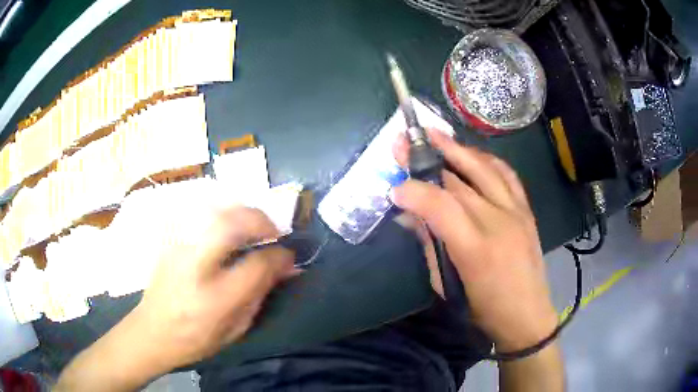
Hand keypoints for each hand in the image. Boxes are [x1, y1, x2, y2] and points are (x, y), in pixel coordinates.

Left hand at [133, 207, 298, 368]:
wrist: (151, 331)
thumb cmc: (196, 339)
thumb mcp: (235, 329)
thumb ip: (260, 295)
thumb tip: (285, 268)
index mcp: (215, 299)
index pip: (256, 264)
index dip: (279, 256)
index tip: (289, 256)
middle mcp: (195, 267)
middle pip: (232, 224)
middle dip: (260, 220)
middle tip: (273, 231)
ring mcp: (179, 248)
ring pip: (214, 210)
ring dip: (241, 212)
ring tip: (251, 227)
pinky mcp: (170, 240)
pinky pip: (199, 213)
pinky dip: (221, 213)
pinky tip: (227, 226)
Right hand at [392, 129, 557, 351]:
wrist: (527, 315)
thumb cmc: (483, 310)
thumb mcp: (448, 286)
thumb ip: (430, 245)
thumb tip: (409, 216)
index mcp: (475, 249)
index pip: (440, 206)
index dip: (414, 192)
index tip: (394, 189)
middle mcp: (499, 222)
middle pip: (459, 180)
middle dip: (427, 159)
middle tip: (403, 143)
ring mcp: (516, 212)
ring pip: (484, 168)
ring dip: (457, 148)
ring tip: (435, 134)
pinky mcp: (526, 210)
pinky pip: (507, 174)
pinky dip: (487, 159)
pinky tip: (472, 153)